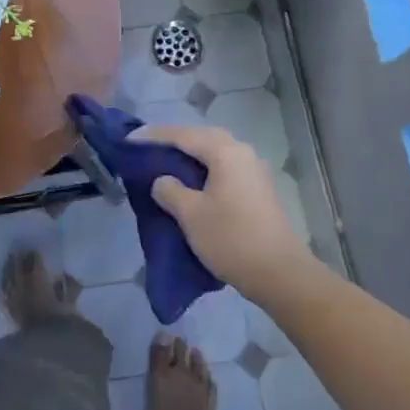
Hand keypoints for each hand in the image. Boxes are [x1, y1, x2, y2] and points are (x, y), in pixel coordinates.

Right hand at [131, 124, 314, 301]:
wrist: (280, 274)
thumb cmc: (231, 239)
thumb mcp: (191, 215)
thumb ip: (170, 190)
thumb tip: (163, 180)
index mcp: (225, 152)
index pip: (182, 135)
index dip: (153, 136)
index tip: (129, 139)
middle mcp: (242, 153)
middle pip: (201, 138)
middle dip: (173, 141)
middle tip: (147, 148)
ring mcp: (254, 171)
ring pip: (215, 153)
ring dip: (190, 155)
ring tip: (165, 163)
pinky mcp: (258, 189)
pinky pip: (224, 167)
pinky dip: (204, 169)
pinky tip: (192, 182)